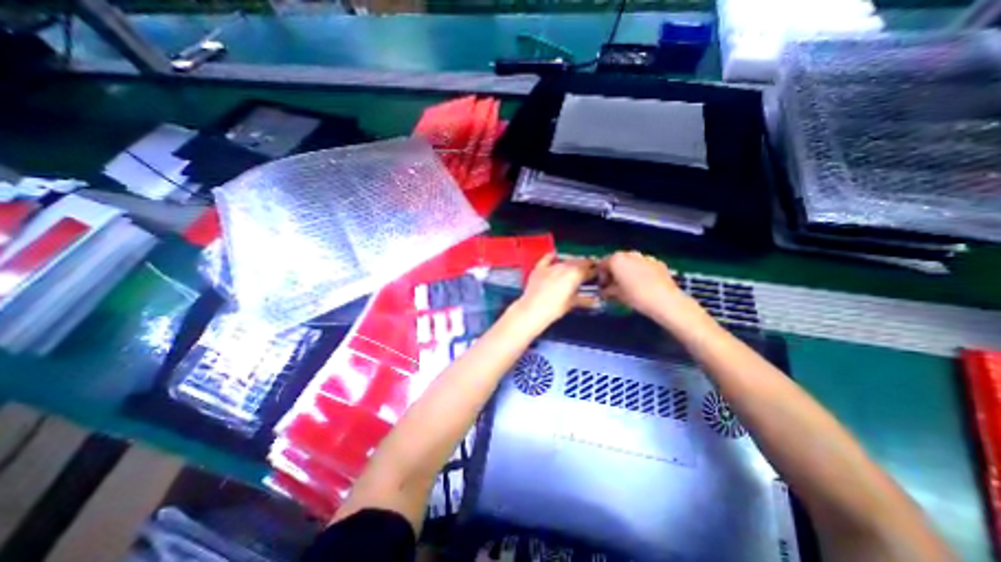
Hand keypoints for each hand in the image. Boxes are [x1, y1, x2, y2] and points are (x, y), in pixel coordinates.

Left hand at [509, 255, 591, 332]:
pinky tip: (555, 256)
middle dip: (584, 265)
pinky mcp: (539, 268)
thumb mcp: (572, 303)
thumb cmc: (554, 308)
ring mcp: (551, 266)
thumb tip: (593, 300)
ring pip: (565, 260)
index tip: (596, 274)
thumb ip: (585, 299)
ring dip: (571, 262)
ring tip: (574, 268)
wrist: (533, 309)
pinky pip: (547, 258)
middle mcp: (564, 266)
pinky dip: (553, 257)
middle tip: (586, 272)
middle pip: (578, 261)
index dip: (594, 271)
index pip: (589, 268)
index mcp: (576, 274)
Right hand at [596, 250, 683, 320]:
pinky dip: (641, 271)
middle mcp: (629, 254)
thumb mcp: (617, 295)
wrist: (665, 300)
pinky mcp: (658, 262)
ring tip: (630, 284)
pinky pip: (644, 265)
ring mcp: (645, 257)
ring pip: (631, 261)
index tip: (603, 285)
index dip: (601, 275)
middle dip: (614, 271)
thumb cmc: (636, 296)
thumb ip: (608, 290)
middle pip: (617, 260)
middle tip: (615, 284)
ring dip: (628, 270)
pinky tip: (644, 284)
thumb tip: (605, 291)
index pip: (602, 264)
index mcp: (616, 260)